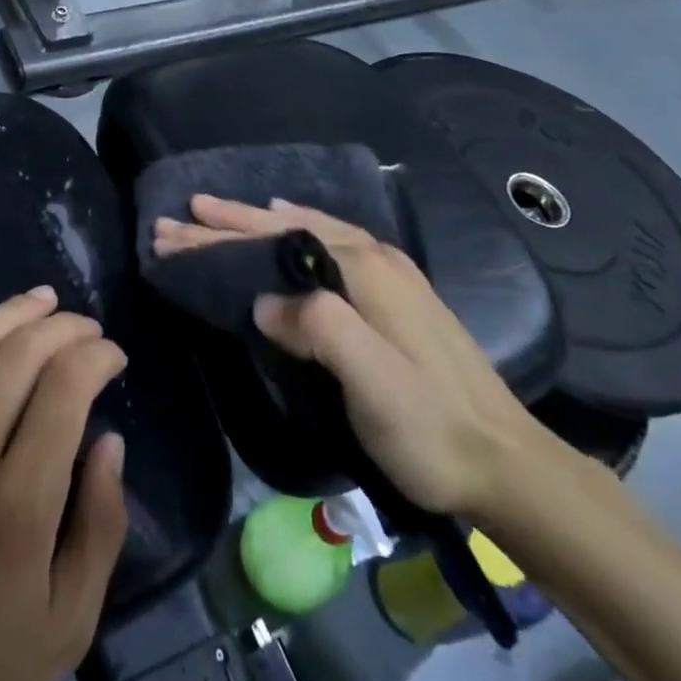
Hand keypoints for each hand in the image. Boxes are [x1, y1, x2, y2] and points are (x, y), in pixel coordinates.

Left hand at [0, 286, 128, 680]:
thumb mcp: (65, 631)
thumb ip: (99, 529)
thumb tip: (109, 441)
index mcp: (16, 506)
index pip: (65, 388)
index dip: (97, 355)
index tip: (114, 356)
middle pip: (18, 356)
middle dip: (62, 327)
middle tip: (86, 326)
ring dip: (9, 314)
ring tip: (41, 301)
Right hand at [152, 195, 548, 524]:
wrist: (508, 466)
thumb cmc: (432, 426)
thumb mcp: (372, 381)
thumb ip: (317, 327)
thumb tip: (262, 302)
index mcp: (364, 268)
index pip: (274, 238)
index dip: (221, 232)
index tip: (173, 226)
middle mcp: (374, 258)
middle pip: (286, 229)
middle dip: (229, 222)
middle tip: (180, 216)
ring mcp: (387, 275)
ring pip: (307, 234)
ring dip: (257, 224)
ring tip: (219, 214)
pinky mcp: (393, 297)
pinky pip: (326, 246)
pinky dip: (292, 233)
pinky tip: (286, 231)